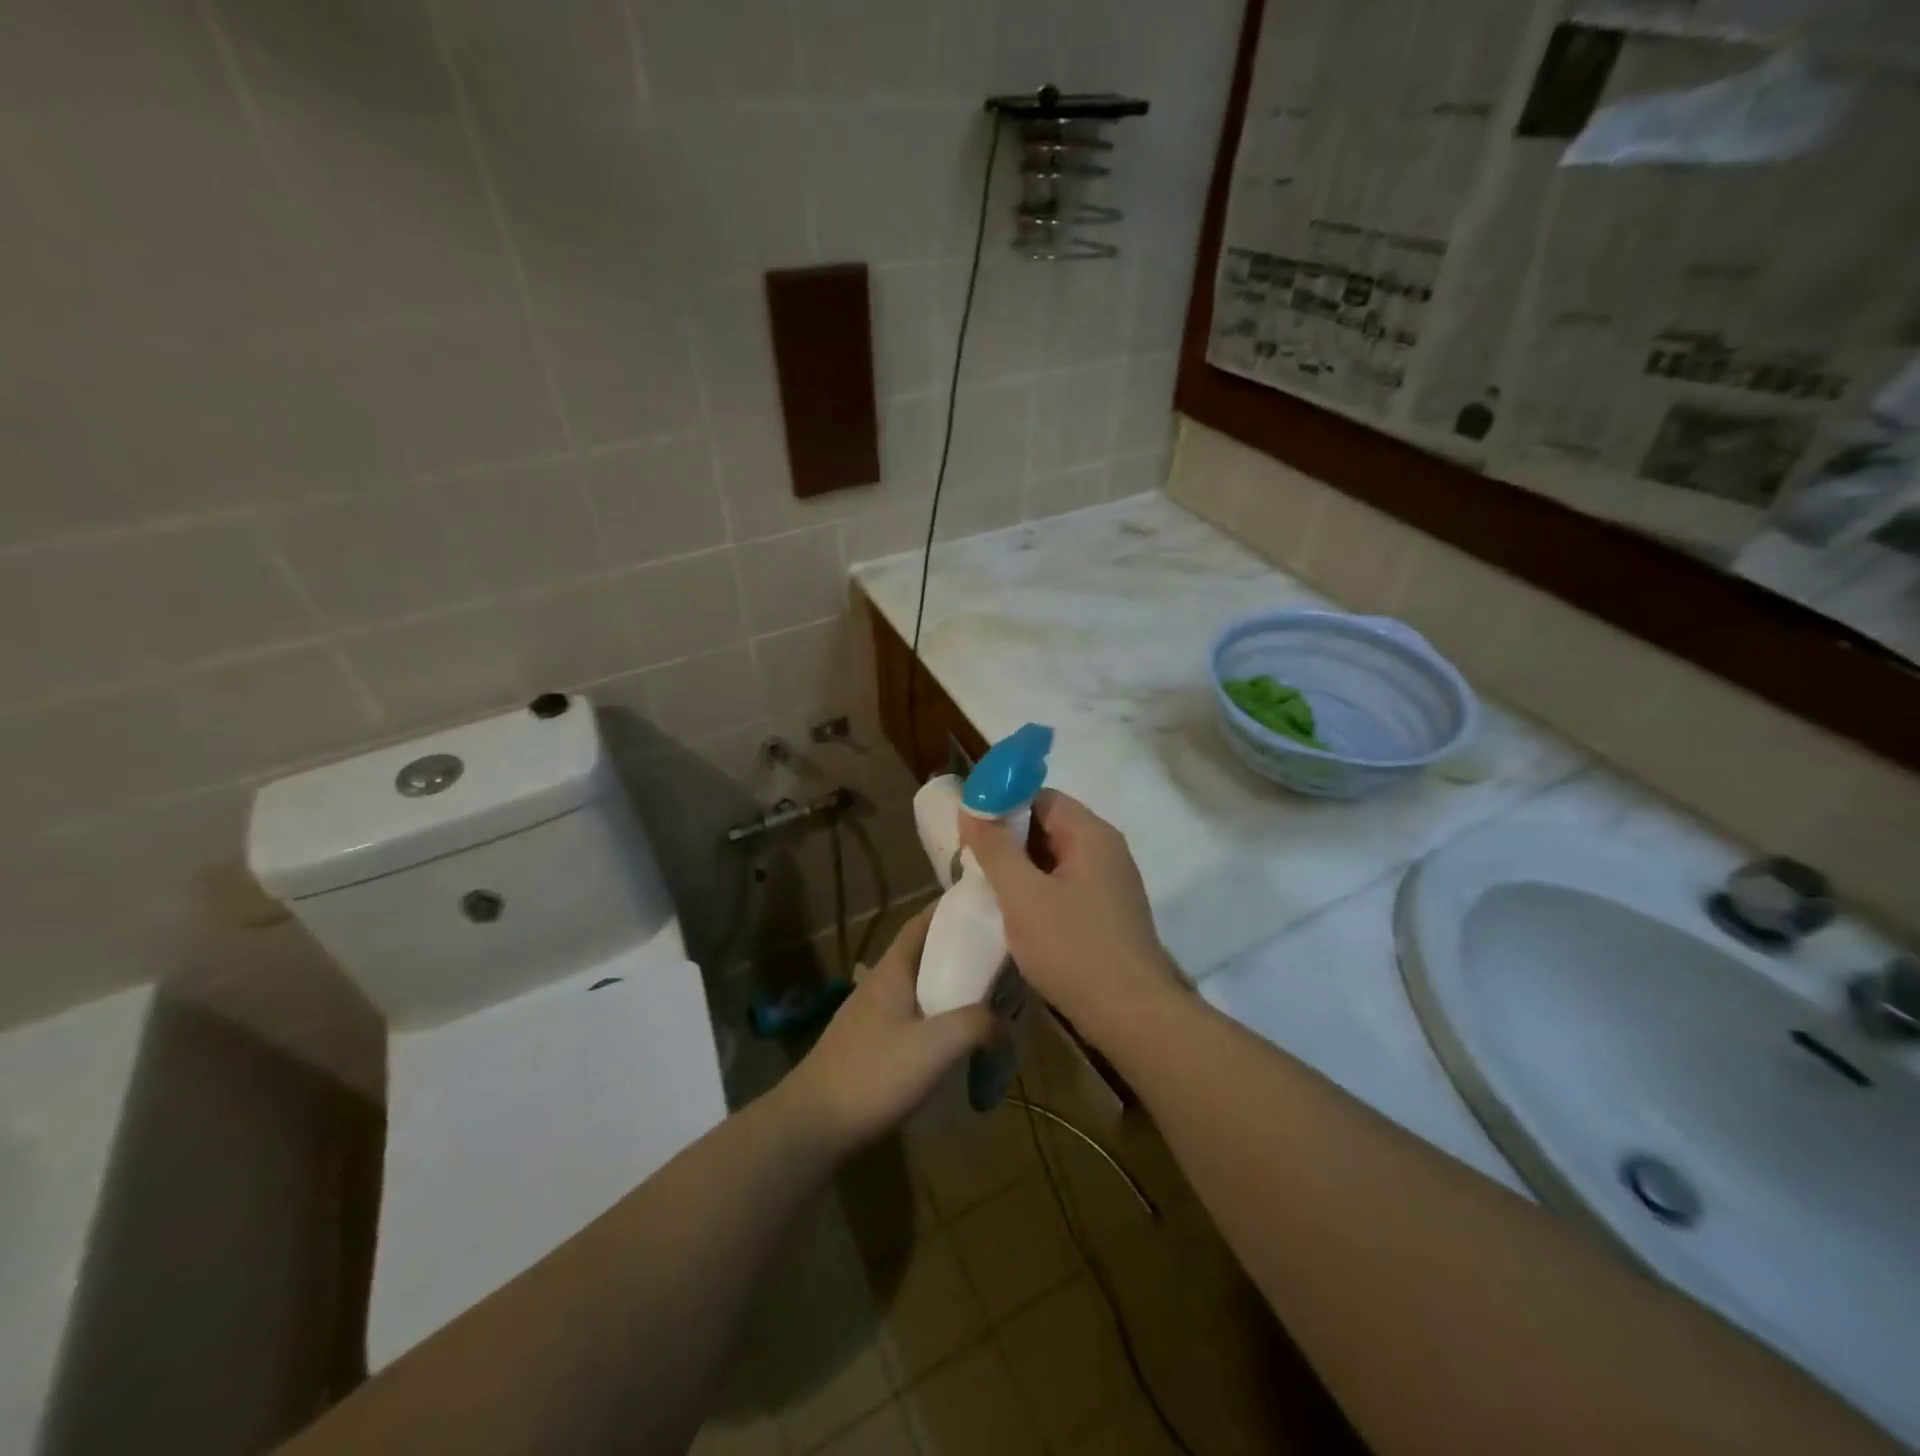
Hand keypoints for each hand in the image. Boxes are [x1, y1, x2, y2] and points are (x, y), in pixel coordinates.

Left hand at [782, 905, 995, 1151]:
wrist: (813, 1125)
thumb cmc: (874, 1073)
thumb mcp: (936, 1045)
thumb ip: (978, 1024)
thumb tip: (1006, 1025)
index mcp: (893, 969)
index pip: (922, 922)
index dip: (951, 909)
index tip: (984, 905)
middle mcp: (880, 983)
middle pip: (924, 953)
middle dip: (959, 950)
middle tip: (999, 956)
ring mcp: (871, 1015)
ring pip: (918, 986)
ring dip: (949, 985)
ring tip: (986, 996)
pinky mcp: (870, 1044)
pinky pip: (912, 1015)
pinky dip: (937, 1015)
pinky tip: (954, 1038)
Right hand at [959, 789, 1180, 1039]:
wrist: (1132, 1016)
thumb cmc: (1073, 948)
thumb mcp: (1022, 895)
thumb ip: (995, 848)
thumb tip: (972, 806)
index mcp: (1091, 834)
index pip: (1041, 797)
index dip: (1002, 806)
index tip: (970, 830)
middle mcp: (1106, 850)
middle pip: (1048, 826)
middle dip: (1008, 841)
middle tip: (972, 862)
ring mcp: (1110, 884)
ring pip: (1055, 860)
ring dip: (1021, 870)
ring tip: (986, 890)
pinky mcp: (1108, 914)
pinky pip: (1066, 887)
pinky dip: (1038, 893)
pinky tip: (1016, 916)